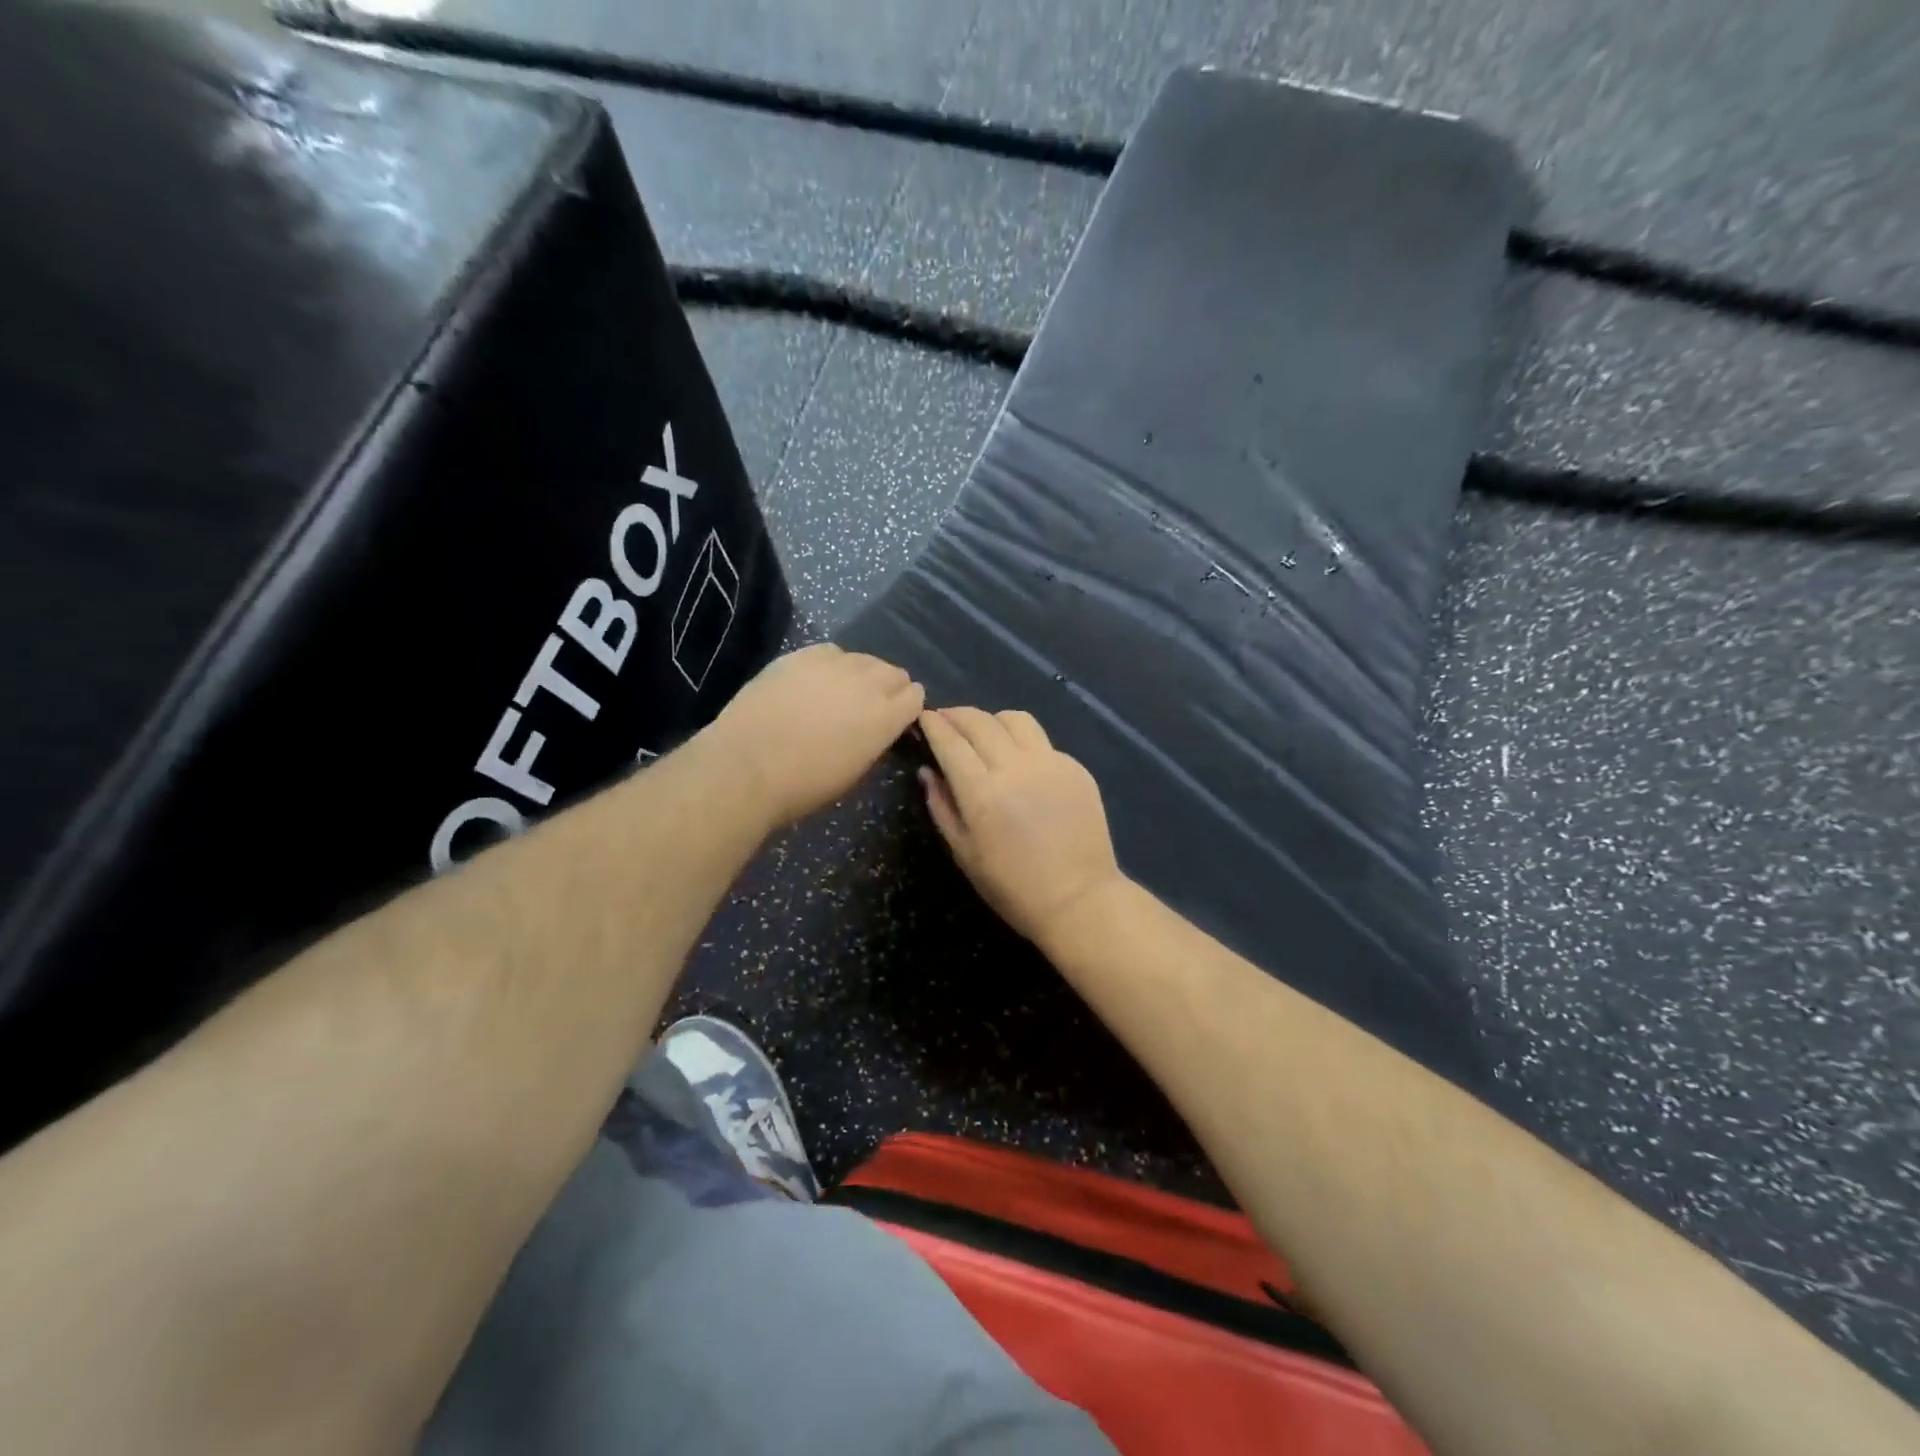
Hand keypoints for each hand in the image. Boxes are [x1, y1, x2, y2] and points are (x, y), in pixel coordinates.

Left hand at [710, 644, 924, 827]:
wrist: (747, 765)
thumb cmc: (804, 784)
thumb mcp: (855, 771)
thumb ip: (874, 741)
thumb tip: (875, 729)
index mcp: (887, 716)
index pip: (916, 696)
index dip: (907, 707)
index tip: (895, 719)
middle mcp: (868, 682)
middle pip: (894, 672)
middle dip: (889, 687)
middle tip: (869, 706)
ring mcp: (834, 664)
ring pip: (864, 659)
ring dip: (861, 673)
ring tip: (841, 691)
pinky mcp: (802, 655)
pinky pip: (831, 651)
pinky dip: (831, 663)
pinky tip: (816, 680)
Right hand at [917, 707, 1126, 948]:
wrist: (1079, 899)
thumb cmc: (1013, 887)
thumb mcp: (964, 853)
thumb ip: (942, 807)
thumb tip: (927, 772)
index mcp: (982, 792)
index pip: (950, 741)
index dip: (933, 724)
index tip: (923, 717)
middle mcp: (1015, 767)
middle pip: (980, 721)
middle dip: (956, 714)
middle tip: (945, 718)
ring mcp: (1050, 763)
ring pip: (1015, 720)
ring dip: (991, 720)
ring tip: (984, 733)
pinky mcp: (1075, 767)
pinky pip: (1042, 741)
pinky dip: (1022, 742)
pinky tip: (1019, 761)